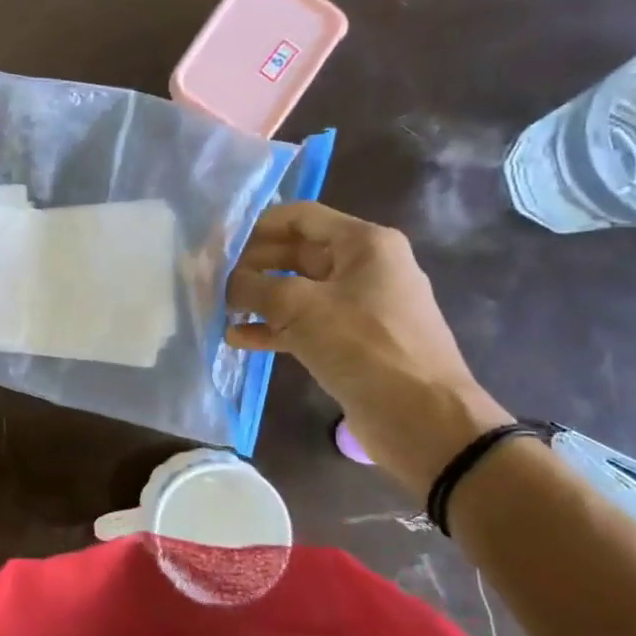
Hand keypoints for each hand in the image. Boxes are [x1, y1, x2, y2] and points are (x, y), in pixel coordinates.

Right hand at [225, 202, 511, 491]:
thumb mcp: (299, 307)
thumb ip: (255, 287)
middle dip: (255, 266)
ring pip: (299, 292)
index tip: (221, 247)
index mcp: (364, 243)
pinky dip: (274, 329)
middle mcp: (365, 267)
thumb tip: (229, 283)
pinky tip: (239, 340)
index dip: (258, 227)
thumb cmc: (363, 345)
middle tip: (215, 282)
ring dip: (260, 300)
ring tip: (221, 311)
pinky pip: (307, 325)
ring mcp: (360, 307)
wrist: (421, 417)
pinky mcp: (354, 343)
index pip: (301, 217)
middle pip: (298, 253)